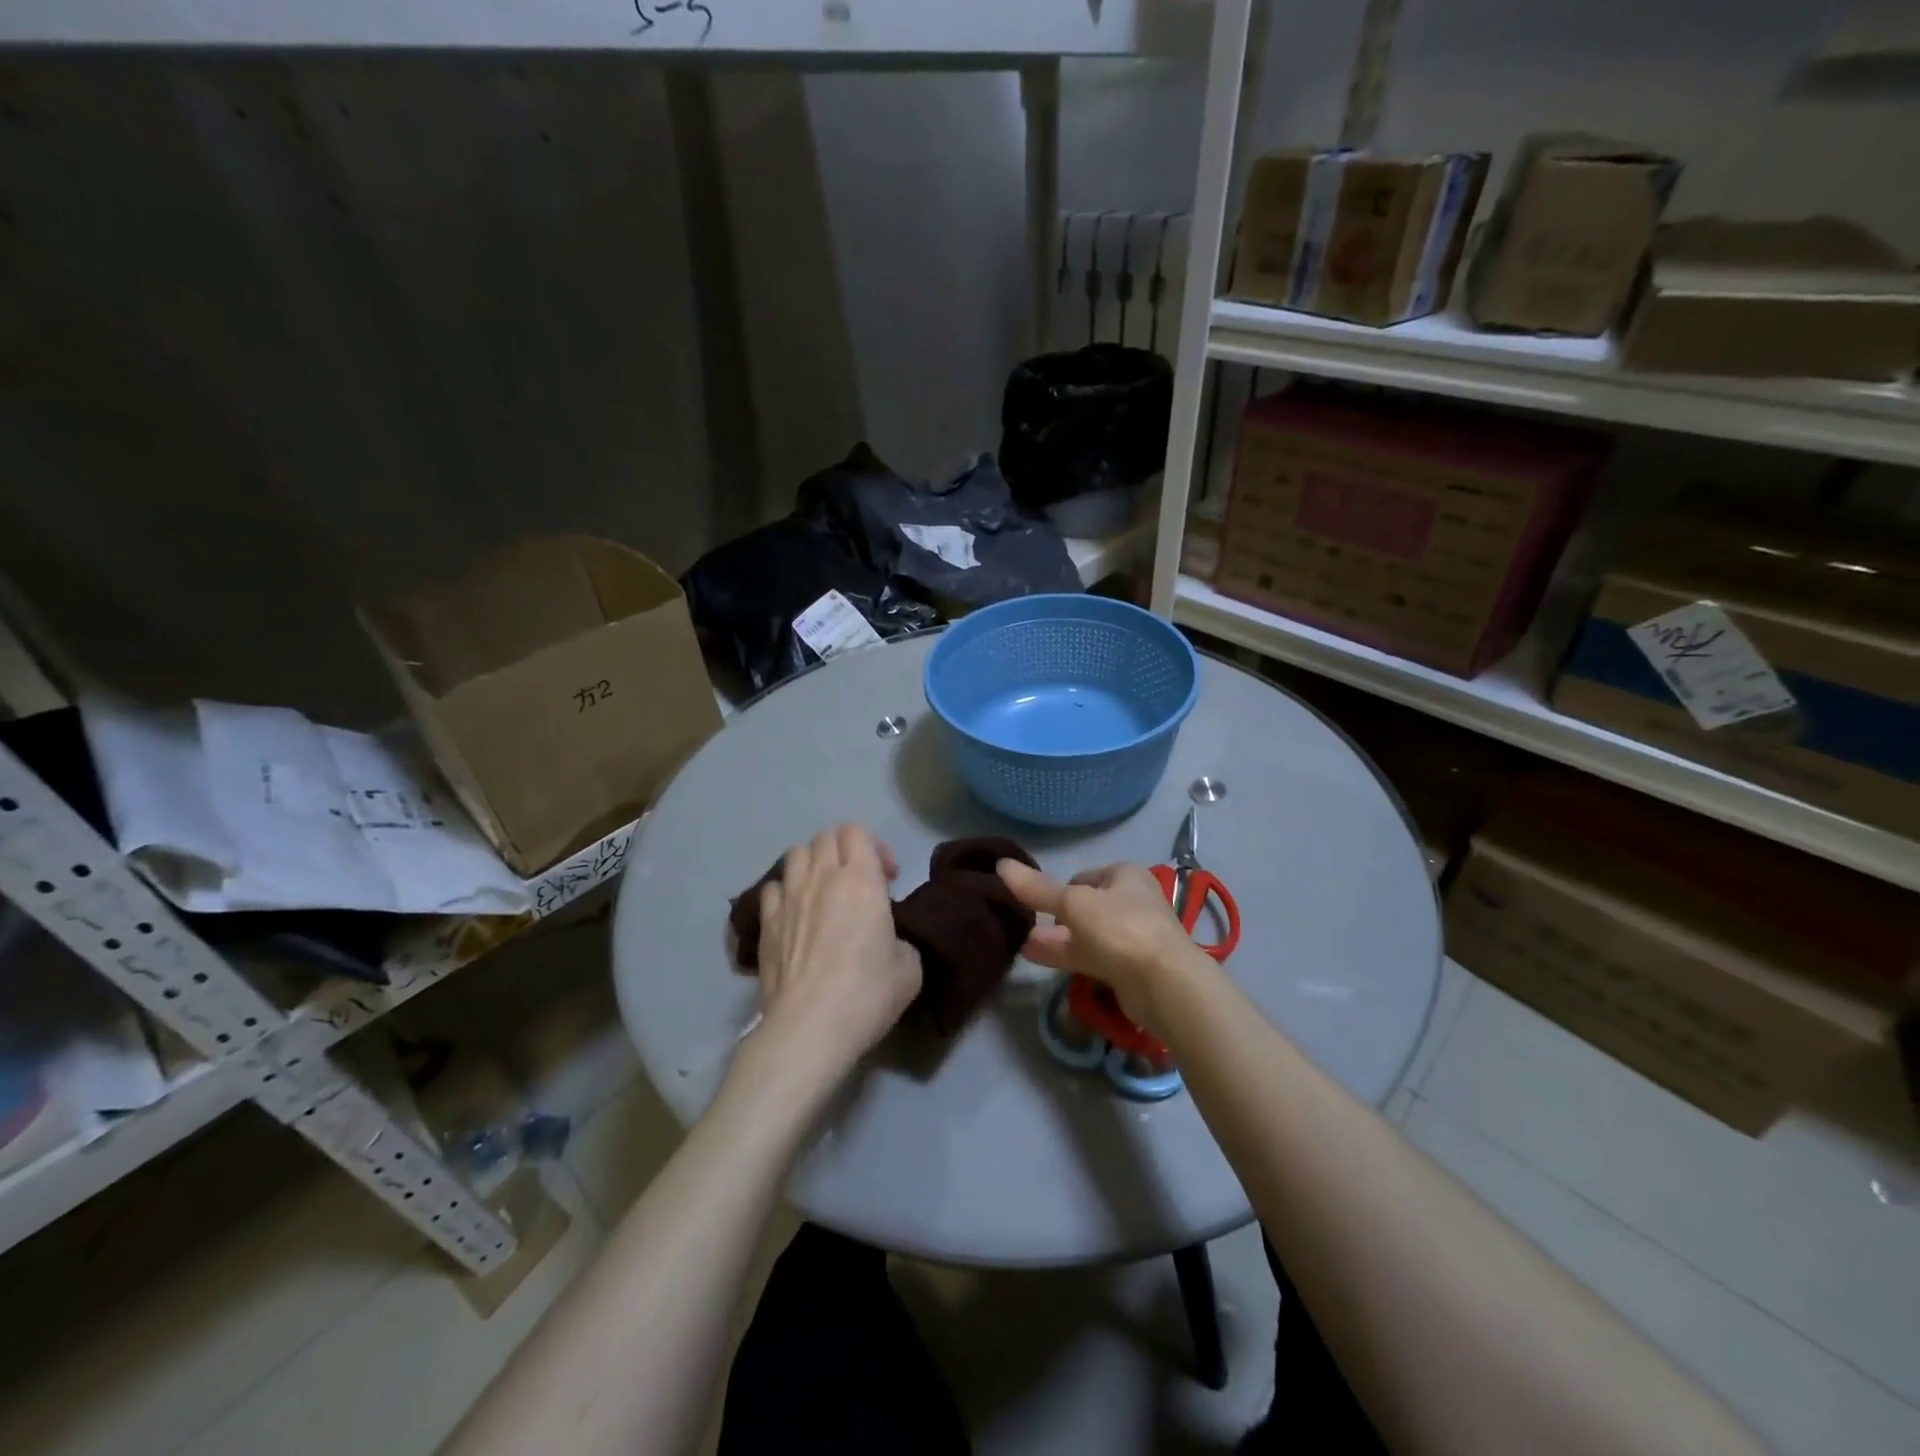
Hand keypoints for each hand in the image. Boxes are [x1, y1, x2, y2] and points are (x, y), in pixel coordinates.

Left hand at [753, 825, 921, 1084]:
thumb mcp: (910, 967)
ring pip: (795, 854)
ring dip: (813, 864)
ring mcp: (788, 898)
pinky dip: (786, 891)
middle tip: (859, 882)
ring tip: (824, 892)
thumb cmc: (867, 994)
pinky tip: (795, 915)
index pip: (857, 831)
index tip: (888, 879)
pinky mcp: (766, 923)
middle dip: (845, 851)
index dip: (875, 847)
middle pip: (826, 837)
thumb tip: (889, 938)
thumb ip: (901, 938)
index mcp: (861, 879)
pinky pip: (772, 888)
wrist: (809, 1027)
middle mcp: (821, 877)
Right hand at [996, 859, 1209, 1033]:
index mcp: (1125, 875)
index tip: (1037, 905)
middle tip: (1025, 928)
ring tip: (1023, 946)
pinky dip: (1069, 958)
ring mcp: (1133, 937)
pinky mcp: (1130, 968)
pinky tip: (1041, 961)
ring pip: (1087, 935)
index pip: (1082, 876)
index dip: (1059, 889)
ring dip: (1058, 940)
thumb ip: (1037, 889)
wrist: (1165, 984)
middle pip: (1085, 907)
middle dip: (1056, 918)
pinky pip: (1093, 958)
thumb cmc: (1120, 929)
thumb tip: (1000, 865)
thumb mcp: (1073, 904)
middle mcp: (1132, 901)